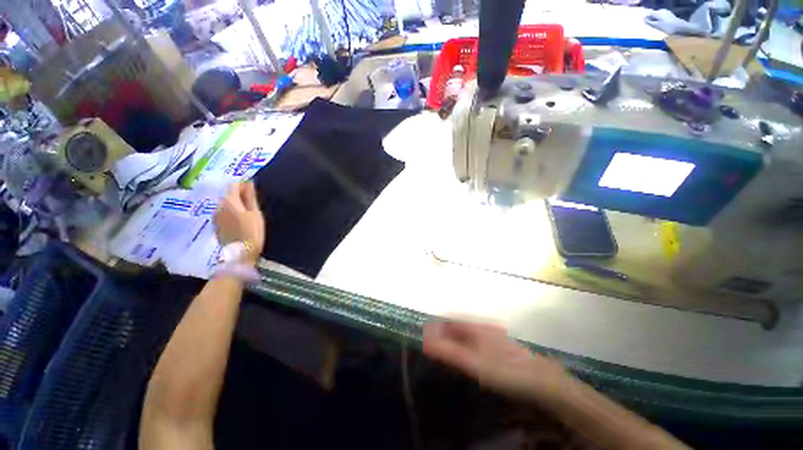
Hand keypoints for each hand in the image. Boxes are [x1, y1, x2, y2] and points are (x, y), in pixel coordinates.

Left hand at [213, 182, 265, 264]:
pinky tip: (239, 222)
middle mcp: (219, 206)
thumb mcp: (256, 213)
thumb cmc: (253, 232)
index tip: (253, 190)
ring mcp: (215, 216)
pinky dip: (230, 214)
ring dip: (235, 205)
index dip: (244, 185)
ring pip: (225, 205)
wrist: (241, 253)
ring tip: (246, 214)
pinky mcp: (215, 226)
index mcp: (230, 201)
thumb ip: (251, 197)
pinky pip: (223, 214)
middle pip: (228, 195)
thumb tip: (249, 184)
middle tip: (252, 203)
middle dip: (239, 196)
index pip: (234, 185)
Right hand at [423, 322, 567, 400]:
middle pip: (458, 324)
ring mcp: (493, 336)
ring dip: (455, 339)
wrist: (541, 381)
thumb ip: (448, 351)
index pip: (450, 318)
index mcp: (476, 326)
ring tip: (447, 353)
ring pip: (467, 333)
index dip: (437, 325)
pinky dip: (467, 346)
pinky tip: (468, 358)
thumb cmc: (504, 370)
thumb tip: (426, 340)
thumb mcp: (473, 362)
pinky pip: (477, 341)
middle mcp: (484, 327)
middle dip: (445, 332)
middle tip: (434, 347)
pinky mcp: (499, 347)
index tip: (426, 336)